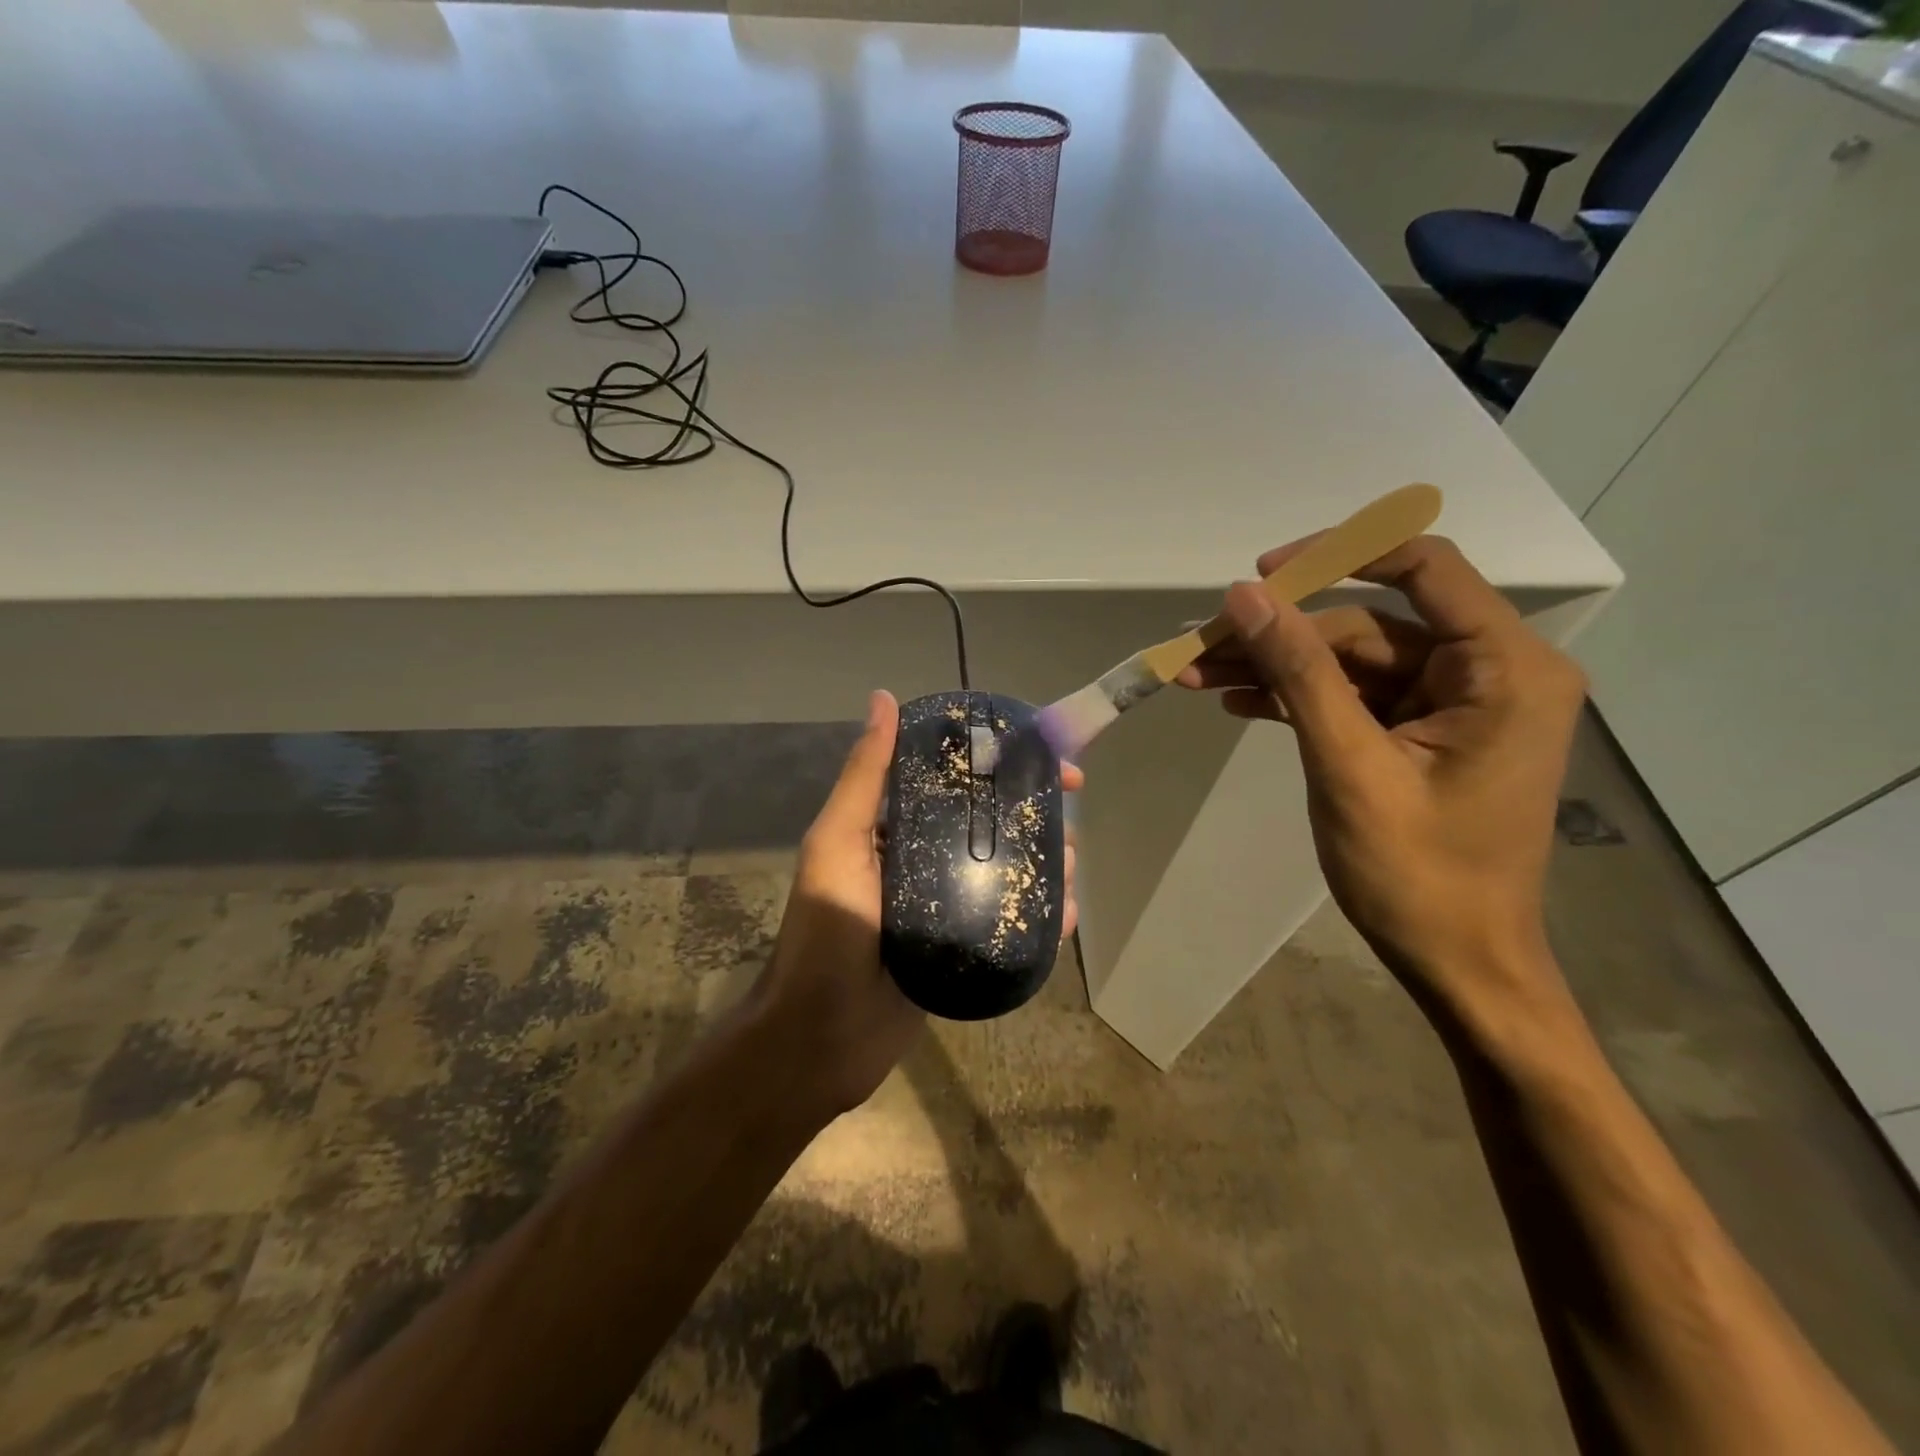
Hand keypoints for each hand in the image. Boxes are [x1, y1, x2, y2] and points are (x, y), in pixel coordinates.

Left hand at [753, 689, 1082, 1117]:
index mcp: (897, 829)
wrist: (821, 1038)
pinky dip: (1041, 916)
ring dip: (1046, 866)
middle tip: (1066, 825)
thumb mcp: (838, 843)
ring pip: (1009, 873)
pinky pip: (1010, 923)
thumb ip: (865, 777)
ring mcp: (948, 907)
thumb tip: (883, 698)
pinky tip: (1066, 918)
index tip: (1047, 765)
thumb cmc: (826, 932)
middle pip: (992, 827)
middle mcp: (925, 860)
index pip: (958, 783)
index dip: (1004, 768)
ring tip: (1070, 872)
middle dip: (1034, 820)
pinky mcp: (965, 949)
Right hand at [1177, 536, 1583, 1015]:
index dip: (1338, 555)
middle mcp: (1489, 671)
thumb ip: (1299, 672)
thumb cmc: (1417, 874)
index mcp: (1505, 669)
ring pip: (1349, 661)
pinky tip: (1237, 703)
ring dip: (1275, 669)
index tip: (1260, 577)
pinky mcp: (1421, 732)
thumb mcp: (1348, 766)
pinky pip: (1353, 697)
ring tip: (1197, 679)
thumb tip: (1244, 597)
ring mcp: (1452, 704)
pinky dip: (1298, 699)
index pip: (1423, 567)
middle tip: (1197, 652)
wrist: (1458, 962)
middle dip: (1279, 637)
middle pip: (1367, 624)